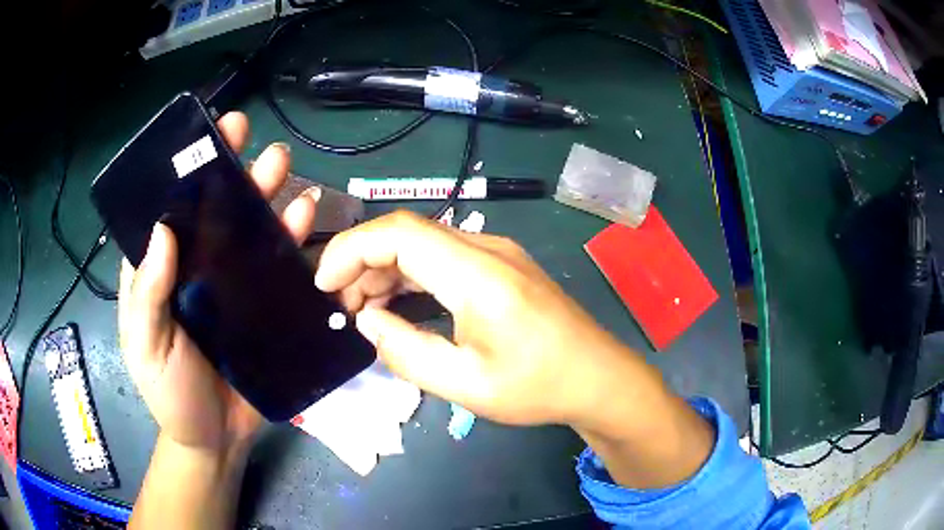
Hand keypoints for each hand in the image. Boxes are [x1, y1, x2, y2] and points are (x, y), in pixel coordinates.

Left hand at [119, 112, 316, 451]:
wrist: (215, 439)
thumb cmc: (170, 394)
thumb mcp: (146, 346)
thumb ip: (147, 295)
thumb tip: (162, 230)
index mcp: (161, 272)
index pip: (168, 211)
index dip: (182, 173)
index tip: (201, 137)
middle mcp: (197, 268)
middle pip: (213, 211)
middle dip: (229, 170)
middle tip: (246, 135)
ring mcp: (232, 285)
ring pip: (249, 229)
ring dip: (264, 193)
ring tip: (280, 165)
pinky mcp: (264, 305)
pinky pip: (279, 265)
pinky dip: (291, 236)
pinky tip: (305, 212)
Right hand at [315, 211, 654, 428]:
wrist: (597, 378)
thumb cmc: (537, 387)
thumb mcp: (465, 384)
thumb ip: (405, 351)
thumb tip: (367, 320)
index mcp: (478, 274)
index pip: (398, 233)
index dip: (351, 250)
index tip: (323, 285)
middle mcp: (487, 249)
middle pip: (407, 233)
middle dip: (362, 262)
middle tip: (340, 306)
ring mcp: (497, 253)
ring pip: (423, 243)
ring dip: (384, 270)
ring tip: (362, 309)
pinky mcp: (501, 265)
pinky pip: (443, 257)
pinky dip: (410, 275)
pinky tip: (397, 304)